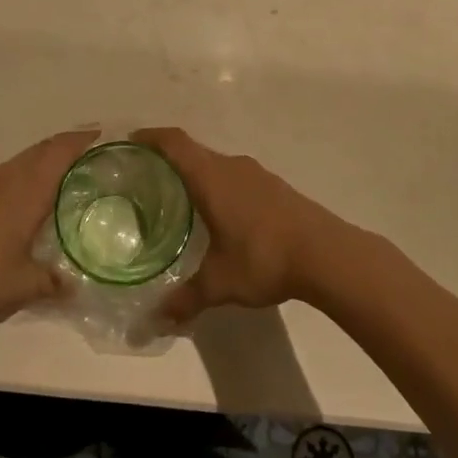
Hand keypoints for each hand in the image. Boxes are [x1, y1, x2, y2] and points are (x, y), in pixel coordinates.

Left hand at [0, 129, 96, 333]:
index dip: (83, 140)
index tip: (104, 134)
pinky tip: (21, 198)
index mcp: (27, 189)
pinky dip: (22, 173)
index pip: (61, 152)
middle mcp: (6, 177)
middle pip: (41, 149)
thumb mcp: (23, 286)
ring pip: (20, 160)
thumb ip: (53, 282)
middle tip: (90, 152)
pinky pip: (3, 173)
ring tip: (61, 175)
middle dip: (66, 145)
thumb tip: (74, 285)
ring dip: (43, 159)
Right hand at [134, 127, 350, 329]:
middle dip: (168, 158)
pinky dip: (219, 185)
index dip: (151, 137)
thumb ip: (186, 298)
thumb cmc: (264, 258)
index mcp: (211, 177)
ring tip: (180, 197)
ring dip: (197, 173)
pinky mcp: (275, 187)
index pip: (174, 143)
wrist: (326, 253)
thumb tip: (156, 321)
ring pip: (217, 164)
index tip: (130, 140)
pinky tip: (220, 213)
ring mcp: (257, 175)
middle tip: (146, 177)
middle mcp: (232, 167)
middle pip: (194, 150)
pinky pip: (236, 176)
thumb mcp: (220, 283)